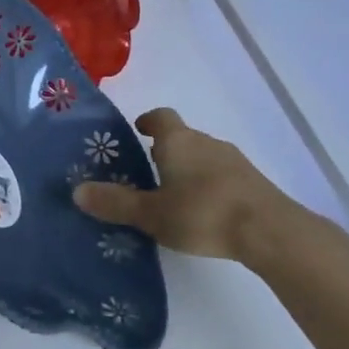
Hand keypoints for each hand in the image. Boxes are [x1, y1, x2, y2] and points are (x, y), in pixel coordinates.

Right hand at [73, 107, 292, 261]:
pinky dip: (208, 186)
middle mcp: (206, 143)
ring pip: (203, 157)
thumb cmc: (202, 213)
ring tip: (172, 197)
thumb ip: (115, 203)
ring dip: (187, 169)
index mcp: (178, 141)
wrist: (271, 231)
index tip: (137, 131)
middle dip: (164, 151)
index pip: (161, 117)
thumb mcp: (151, 213)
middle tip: (145, 173)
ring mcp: (234, 161)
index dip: (148, 122)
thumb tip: (77, 191)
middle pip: (181, 138)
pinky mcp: (253, 183)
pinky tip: (203, 211)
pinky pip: (222, 176)